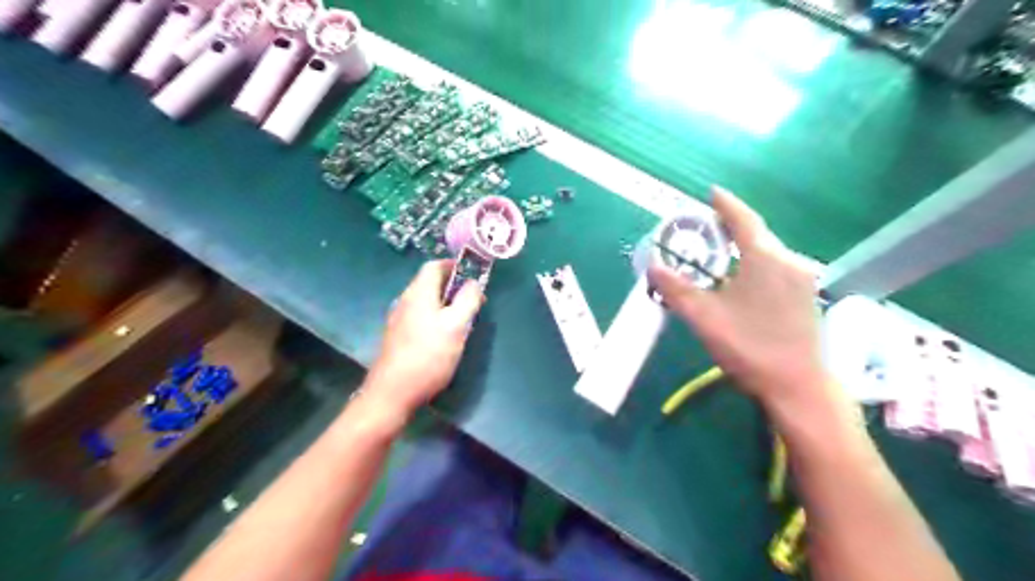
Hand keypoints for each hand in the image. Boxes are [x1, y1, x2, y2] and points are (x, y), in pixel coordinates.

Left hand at [364, 261, 485, 415]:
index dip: (455, 267)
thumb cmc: (428, 356)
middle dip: (454, 287)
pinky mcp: (398, 337)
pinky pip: (420, 317)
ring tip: (464, 321)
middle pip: (430, 283)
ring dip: (446, 304)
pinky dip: (436, 318)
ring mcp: (399, 320)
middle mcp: (405, 301)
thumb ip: (467, 300)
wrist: (392, 393)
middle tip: (474, 303)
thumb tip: (473, 283)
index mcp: (419, 293)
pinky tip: (445, 338)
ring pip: (426, 302)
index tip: (474, 277)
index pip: (434, 266)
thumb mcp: (456, 326)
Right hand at [654, 189, 831, 410]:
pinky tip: (741, 280)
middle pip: (757, 235)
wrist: (797, 386)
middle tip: (705, 228)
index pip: (743, 220)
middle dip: (731, 227)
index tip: (712, 192)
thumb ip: (675, 289)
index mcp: (765, 258)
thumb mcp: (704, 317)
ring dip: (743, 248)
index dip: (726, 204)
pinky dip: (755, 264)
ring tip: (719, 253)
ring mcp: (802, 280)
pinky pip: (776, 268)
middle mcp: (788, 261)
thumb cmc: (749, 346)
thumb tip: (652, 265)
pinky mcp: (806, 297)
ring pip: (767, 253)